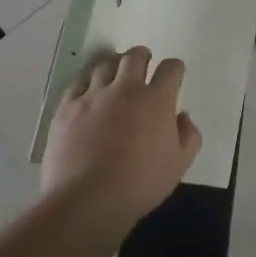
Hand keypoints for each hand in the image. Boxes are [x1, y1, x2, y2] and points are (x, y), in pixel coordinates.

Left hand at [41, 47, 201, 227]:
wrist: (87, 200)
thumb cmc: (140, 184)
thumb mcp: (179, 165)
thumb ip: (189, 136)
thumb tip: (182, 117)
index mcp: (157, 100)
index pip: (171, 68)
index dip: (175, 69)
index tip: (173, 76)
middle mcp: (126, 89)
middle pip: (134, 57)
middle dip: (142, 56)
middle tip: (143, 64)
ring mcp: (93, 97)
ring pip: (104, 65)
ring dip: (114, 66)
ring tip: (114, 76)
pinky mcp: (66, 109)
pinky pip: (77, 84)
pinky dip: (87, 83)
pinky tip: (88, 93)